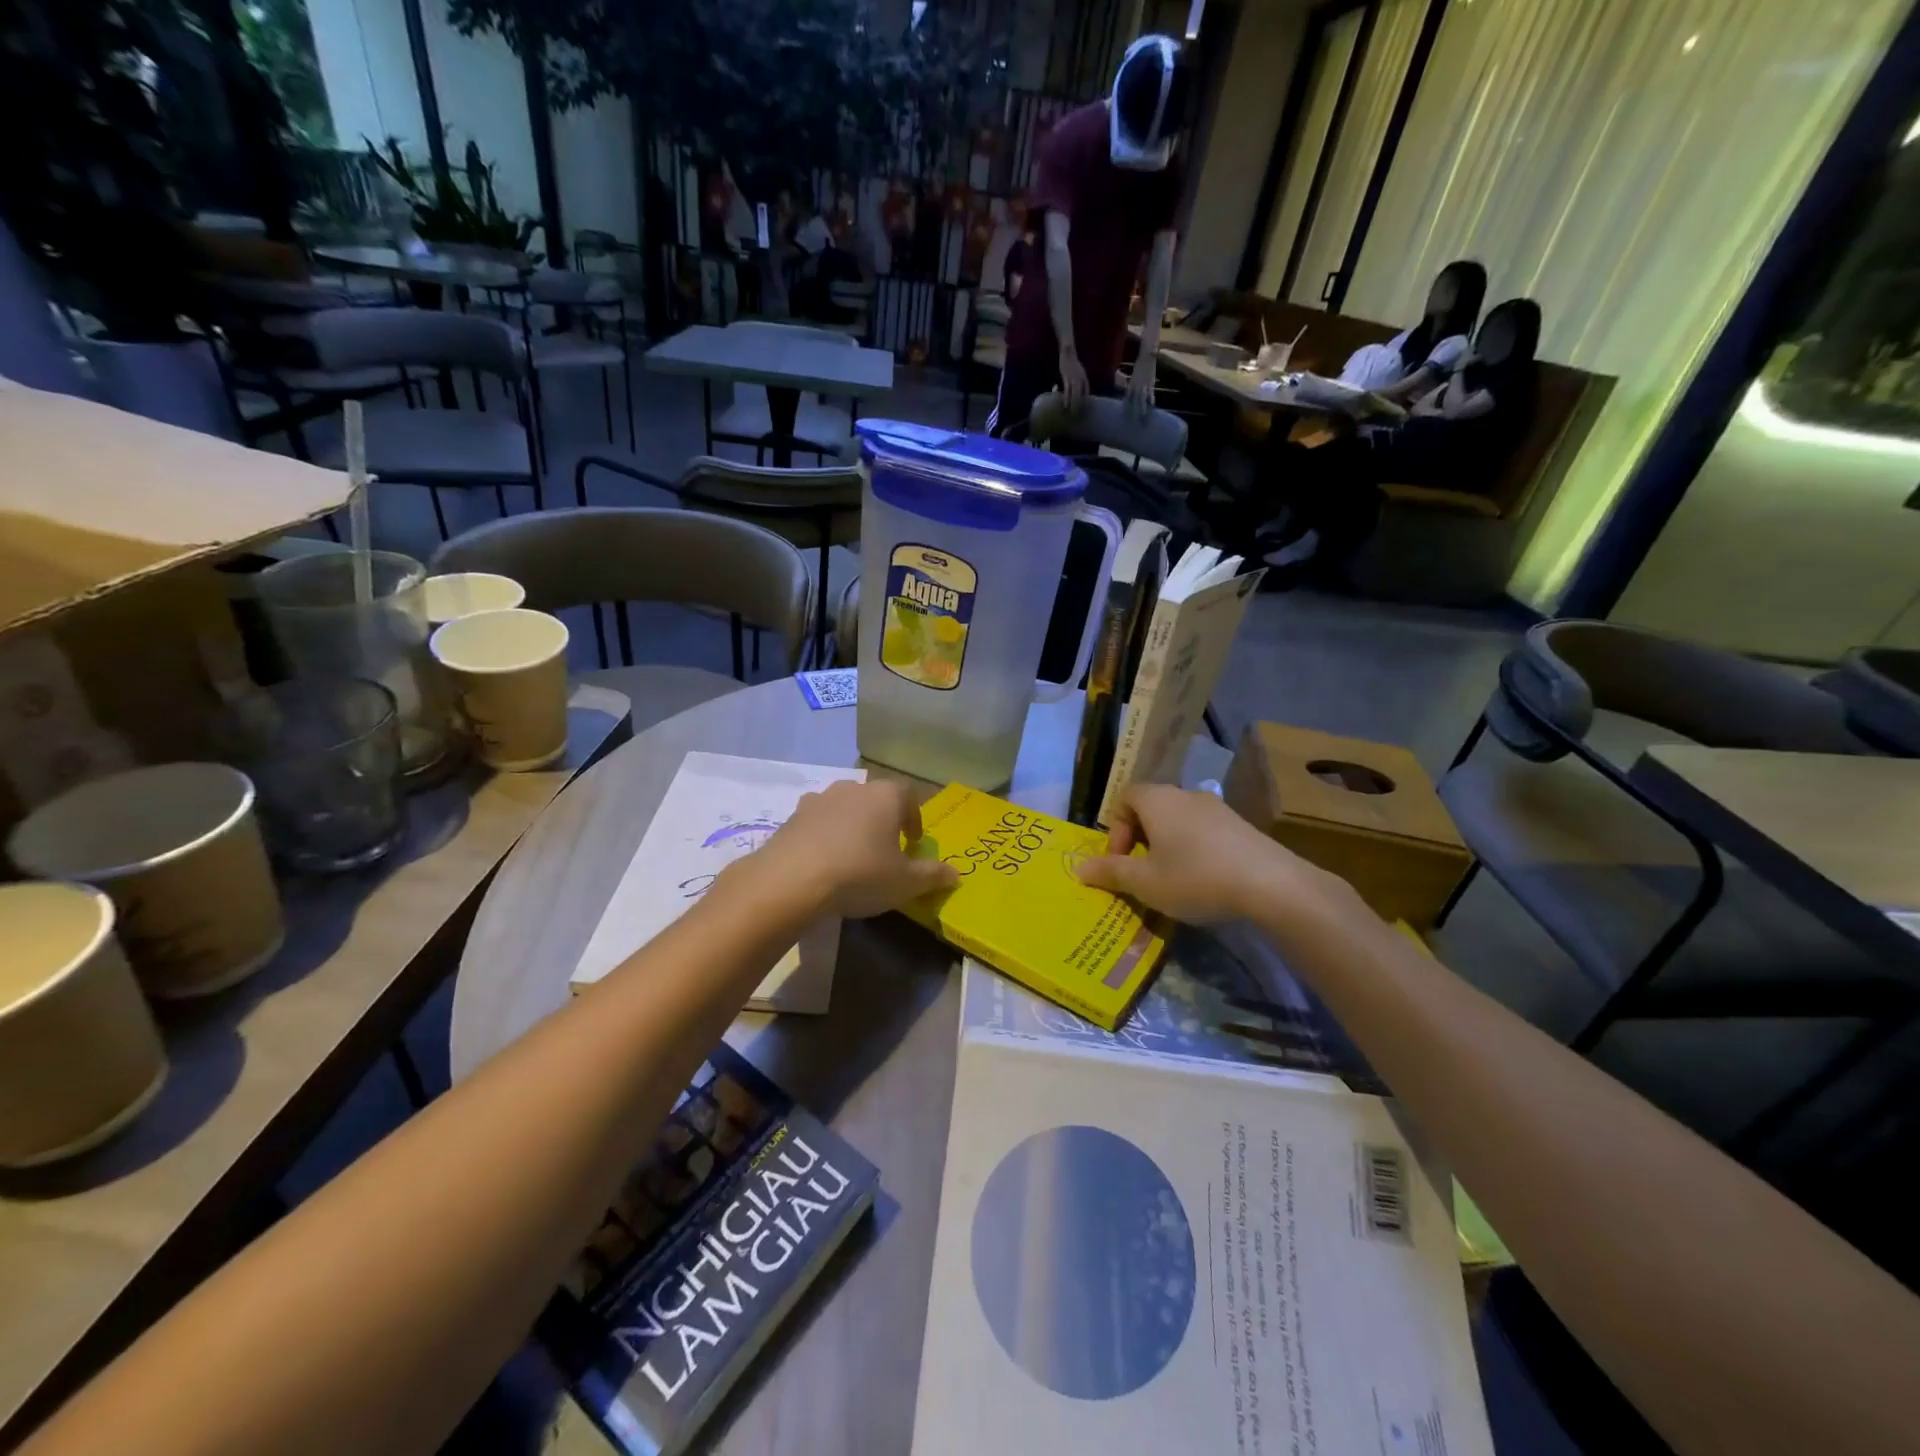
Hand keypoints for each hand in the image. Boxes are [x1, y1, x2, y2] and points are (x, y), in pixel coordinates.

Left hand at [748, 780, 956, 918]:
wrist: (791, 880)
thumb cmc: (860, 874)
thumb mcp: (905, 883)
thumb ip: (933, 876)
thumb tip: (956, 875)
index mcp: (886, 796)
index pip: (909, 796)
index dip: (914, 818)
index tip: (913, 842)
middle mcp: (854, 788)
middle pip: (875, 799)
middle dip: (883, 820)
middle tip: (885, 850)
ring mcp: (820, 799)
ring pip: (845, 807)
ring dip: (852, 826)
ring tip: (852, 855)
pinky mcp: (793, 816)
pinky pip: (817, 822)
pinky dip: (824, 835)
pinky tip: (823, 861)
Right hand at [1058, 344, 1089, 409]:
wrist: (1068, 352)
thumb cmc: (1072, 363)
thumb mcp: (1079, 372)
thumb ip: (1080, 381)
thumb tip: (1079, 391)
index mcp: (1084, 378)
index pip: (1086, 391)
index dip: (1085, 401)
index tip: (1083, 409)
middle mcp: (1081, 379)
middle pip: (1081, 394)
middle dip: (1080, 405)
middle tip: (1078, 414)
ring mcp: (1074, 378)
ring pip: (1075, 393)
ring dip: (1073, 403)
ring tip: (1072, 412)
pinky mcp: (1066, 377)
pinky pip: (1067, 390)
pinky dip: (1066, 397)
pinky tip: (1065, 404)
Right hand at [1074, 784, 1342, 924]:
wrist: (1271, 884)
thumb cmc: (1195, 877)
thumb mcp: (1145, 882)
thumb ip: (1111, 872)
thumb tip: (1081, 868)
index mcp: (1158, 800)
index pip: (1125, 796)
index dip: (1116, 828)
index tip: (1121, 861)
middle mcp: (1186, 794)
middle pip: (1152, 807)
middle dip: (1140, 838)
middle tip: (1142, 872)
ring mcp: (1218, 808)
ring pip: (1179, 820)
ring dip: (1168, 845)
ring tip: (1172, 879)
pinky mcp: (1242, 826)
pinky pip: (1205, 831)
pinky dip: (1195, 850)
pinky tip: (1204, 880)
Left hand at [1125, 356, 1156, 419]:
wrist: (1146, 357)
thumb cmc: (1139, 367)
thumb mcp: (1133, 377)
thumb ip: (1131, 385)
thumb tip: (1129, 394)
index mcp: (1131, 385)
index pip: (1127, 398)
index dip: (1126, 407)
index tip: (1124, 416)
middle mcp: (1136, 387)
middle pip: (1134, 402)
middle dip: (1133, 411)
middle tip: (1133, 421)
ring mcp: (1144, 386)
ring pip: (1142, 400)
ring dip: (1142, 408)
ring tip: (1142, 417)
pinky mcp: (1151, 384)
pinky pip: (1150, 394)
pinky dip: (1151, 401)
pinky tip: (1152, 407)